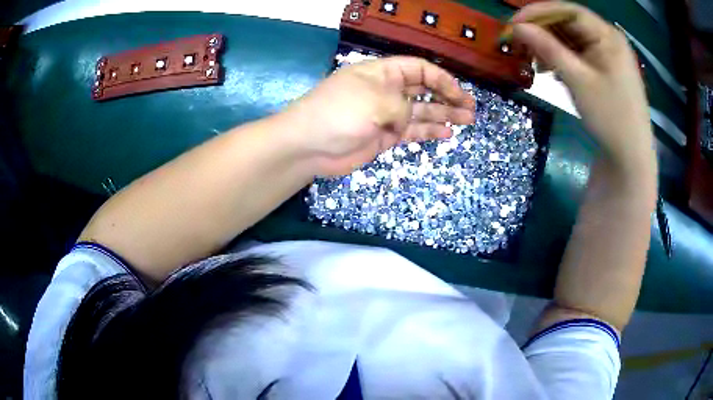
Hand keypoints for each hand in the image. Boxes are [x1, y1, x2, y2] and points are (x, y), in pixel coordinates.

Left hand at [281, 56, 474, 174]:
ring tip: (466, 121)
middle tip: (470, 109)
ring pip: (421, 112)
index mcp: (383, 73)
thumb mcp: (375, 101)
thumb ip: (403, 106)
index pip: (419, 69)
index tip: (460, 94)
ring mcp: (386, 115)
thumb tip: (411, 116)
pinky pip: (411, 131)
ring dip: (443, 115)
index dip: (442, 79)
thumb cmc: (339, 113)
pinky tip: (446, 134)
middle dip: (448, 98)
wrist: (309, 146)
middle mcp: (387, 91)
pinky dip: (428, 132)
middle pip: (424, 90)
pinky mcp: (384, 136)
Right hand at [512, 2, 655, 175]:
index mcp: (607, 35)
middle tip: (520, 44)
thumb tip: (517, 27)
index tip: (514, 24)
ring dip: (551, 47)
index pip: (567, 10)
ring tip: (535, 62)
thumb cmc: (610, 117)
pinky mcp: (606, 69)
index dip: (538, 12)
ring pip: (573, 40)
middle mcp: (608, 38)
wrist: (631, 157)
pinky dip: (563, 59)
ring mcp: (608, 55)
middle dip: (543, 32)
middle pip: (569, 23)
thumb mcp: (578, 80)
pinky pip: (579, 55)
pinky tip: (552, 70)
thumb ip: (548, 48)